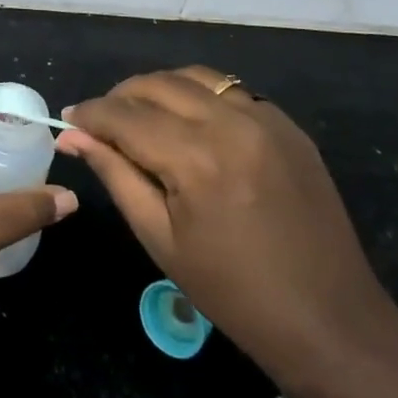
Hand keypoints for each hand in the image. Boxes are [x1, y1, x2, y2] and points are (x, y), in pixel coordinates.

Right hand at [57, 67, 394, 380]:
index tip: (69, 118)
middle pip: (157, 84)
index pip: (125, 115)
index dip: (91, 114)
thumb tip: (73, 136)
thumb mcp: (160, 238)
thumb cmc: (232, 292)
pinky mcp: (287, 125)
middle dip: (120, 97)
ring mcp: (265, 118)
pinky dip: (199, 97)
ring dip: (159, 89)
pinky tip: (191, 125)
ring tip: (142, 117)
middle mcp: (231, 123)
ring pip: (194, 77)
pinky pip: (230, 91)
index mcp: (196, 158)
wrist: (329, 320)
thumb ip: (115, 174)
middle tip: (102, 122)